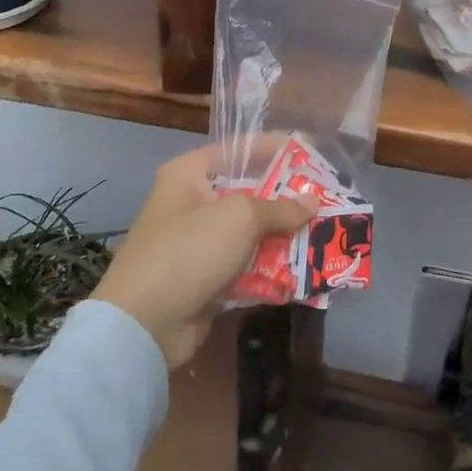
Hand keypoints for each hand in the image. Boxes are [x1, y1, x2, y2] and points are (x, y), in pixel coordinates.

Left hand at [92, 146, 318, 368]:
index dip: (275, 147)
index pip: (238, 149)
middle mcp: (191, 203)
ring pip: (250, 233)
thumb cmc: (189, 250)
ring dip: (283, 237)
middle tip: (327, 198)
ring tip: (325, 234)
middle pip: (248, 192)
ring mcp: (197, 243)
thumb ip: (279, 208)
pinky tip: (304, 270)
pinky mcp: (205, 279)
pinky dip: (271, 268)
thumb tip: (312, 202)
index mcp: (189, 174)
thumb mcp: (239, 218)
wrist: (144, 323)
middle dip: (286, 198)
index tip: (311, 148)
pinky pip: (246, 266)